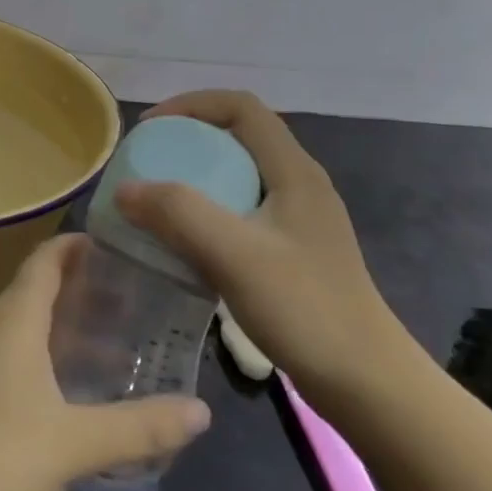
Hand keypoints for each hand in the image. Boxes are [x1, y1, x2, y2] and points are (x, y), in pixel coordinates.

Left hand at [0, 233, 211, 490]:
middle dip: (81, 287)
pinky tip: (65, 387)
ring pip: (24, 321)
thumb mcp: (74, 443)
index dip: (77, 246)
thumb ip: (138, 428)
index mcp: (15, 317)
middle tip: (131, 301)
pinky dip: (43, 350)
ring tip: (110, 344)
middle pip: (37, 287)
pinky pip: (10, 347)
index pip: (46, 259)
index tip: (115, 247)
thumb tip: (201, 411)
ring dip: (63, 323)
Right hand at [116, 90, 409, 410]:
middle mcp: (299, 184)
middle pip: (238, 136)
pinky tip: (186, 242)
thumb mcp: (234, 255)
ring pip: (238, 175)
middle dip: (188, 139)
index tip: (150, 130)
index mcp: (293, 171)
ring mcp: (299, 220)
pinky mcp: (294, 250)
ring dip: (196, 177)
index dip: (191, 104)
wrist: (368, 385)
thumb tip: (123, 189)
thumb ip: (177, 214)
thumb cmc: (305, 309)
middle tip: (147, 163)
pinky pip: (241, 210)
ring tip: (157, 199)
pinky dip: (207, 211)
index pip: (241, 107)